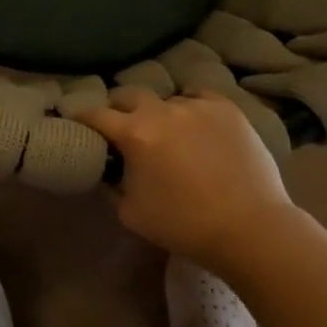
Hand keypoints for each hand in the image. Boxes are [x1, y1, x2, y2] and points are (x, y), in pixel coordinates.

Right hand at [78, 90, 294, 266]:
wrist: (252, 230)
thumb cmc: (185, 226)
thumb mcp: (132, 213)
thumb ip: (112, 183)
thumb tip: (108, 167)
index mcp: (134, 134)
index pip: (95, 114)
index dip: (81, 116)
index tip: (75, 118)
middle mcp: (161, 111)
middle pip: (128, 95)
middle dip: (119, 108)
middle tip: (122, 126)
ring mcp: (196, 105)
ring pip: (166, 100)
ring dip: (159, 113)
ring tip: (168, 132)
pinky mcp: (226, 109)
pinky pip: (198, 97)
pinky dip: (190, 107)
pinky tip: (196, 124)